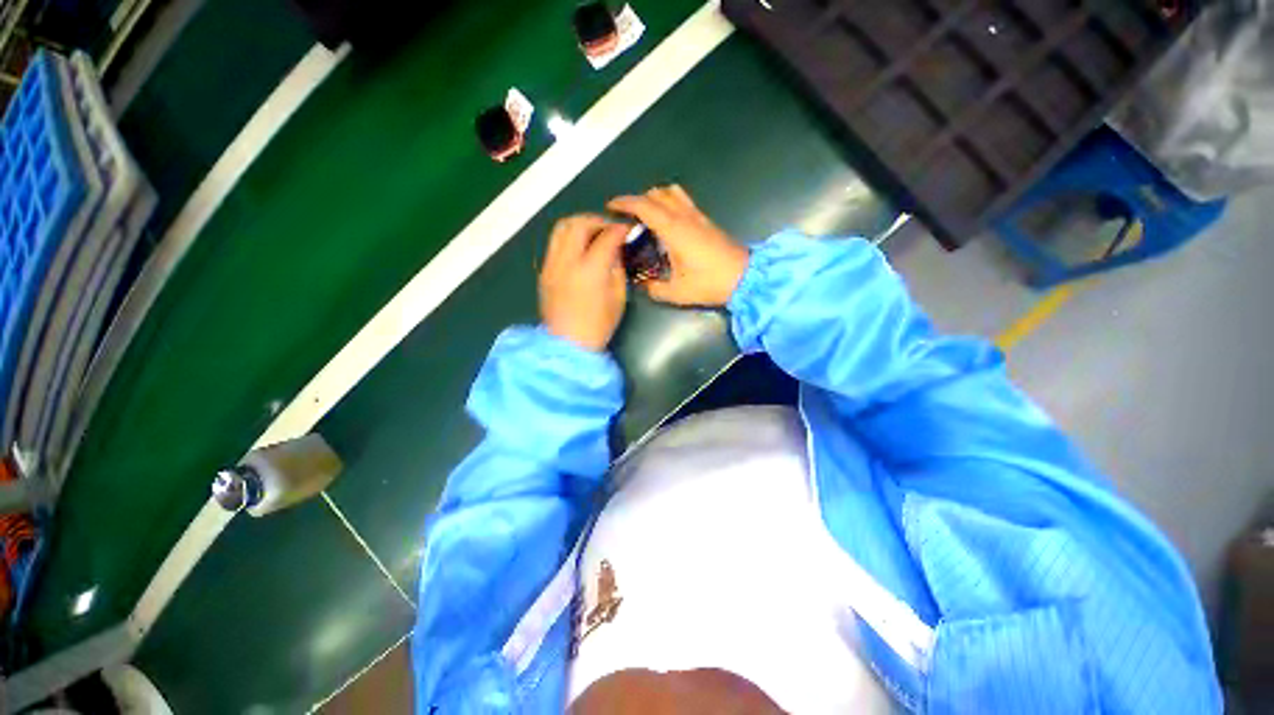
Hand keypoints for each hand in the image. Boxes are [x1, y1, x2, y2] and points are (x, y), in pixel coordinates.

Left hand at [539, 214, 629, 351]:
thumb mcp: (618, 297)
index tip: (628, 229)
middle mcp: (567, 261)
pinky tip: (579, 247)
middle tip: (610, 229)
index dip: (619, 229)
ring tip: (593, 233)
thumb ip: (618, 268)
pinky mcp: (544, 270)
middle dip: (597, 221)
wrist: (568, 344)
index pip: (606, 237)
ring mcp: (551, 264)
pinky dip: (568, 236)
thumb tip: (616, 250)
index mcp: (590, 270)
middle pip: (579, 224)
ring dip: (580, 224)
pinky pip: (554, 242)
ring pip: (561, 227)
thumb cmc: (598, 325)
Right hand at [608, 185, 748, 306]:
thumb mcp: (677, 292)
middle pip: (656, 194)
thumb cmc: (709, 283)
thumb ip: (654, 288)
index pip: (644, 206)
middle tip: (628, 218)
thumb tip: (643, 284)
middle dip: (637, 200)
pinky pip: (683, 201)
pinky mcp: (706, 220)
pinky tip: (667, 223)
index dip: (625, 203)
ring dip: (655, 198)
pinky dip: (669, 203)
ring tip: (647, 217)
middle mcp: (684, 216)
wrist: (744, 277)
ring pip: (671, 192)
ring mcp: (697, 215)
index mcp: (673, 230)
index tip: (611, 206)